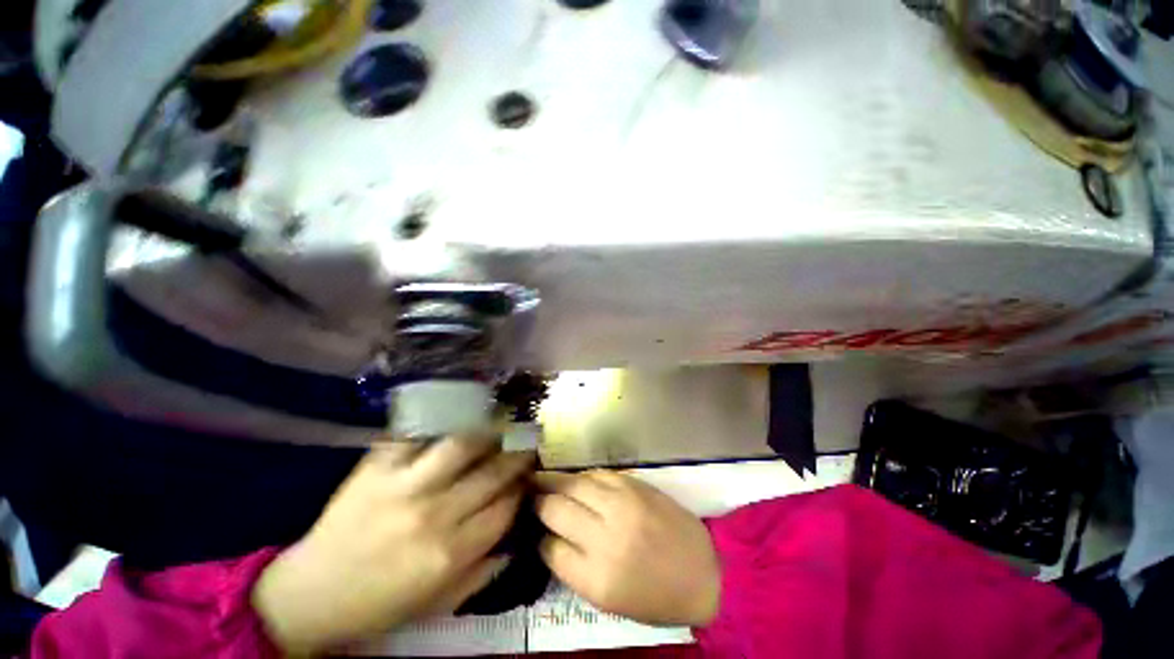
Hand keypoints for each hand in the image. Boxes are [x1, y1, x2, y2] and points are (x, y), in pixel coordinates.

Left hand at [252, 438, 534, 654]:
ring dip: (489, 431)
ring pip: (462, 444)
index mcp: (450, 553)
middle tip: (528, 441)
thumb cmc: (380, 603)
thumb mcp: (439, 603)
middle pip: (492, 473)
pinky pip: (417, 435)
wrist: (312, 593)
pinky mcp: (377, 468)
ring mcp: (404, 486)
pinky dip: (440, 423)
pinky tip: (456, 417)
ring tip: (500, 423)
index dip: (522, 488)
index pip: (505, 507)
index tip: (529, 476)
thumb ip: (483, 571)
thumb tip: (515, 537)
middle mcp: (434, 515)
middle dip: (517, 454)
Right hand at [534, 470, 719, 627]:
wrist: (704, 571)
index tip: (534, 529)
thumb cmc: (655, 596)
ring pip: (574, 484)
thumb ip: (574, 568)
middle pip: (556, 508)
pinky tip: (576, 479)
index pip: (549, 548)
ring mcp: (622, 505)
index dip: (538, 536)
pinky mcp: (635, 485)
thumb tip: (549, 537)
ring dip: (554, 481)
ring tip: (541, 479)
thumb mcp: (608, 599)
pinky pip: (598, 473)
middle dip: (537, 501)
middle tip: (529, 496)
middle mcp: (605, 536)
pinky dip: (582, 476)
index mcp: (597, 577)